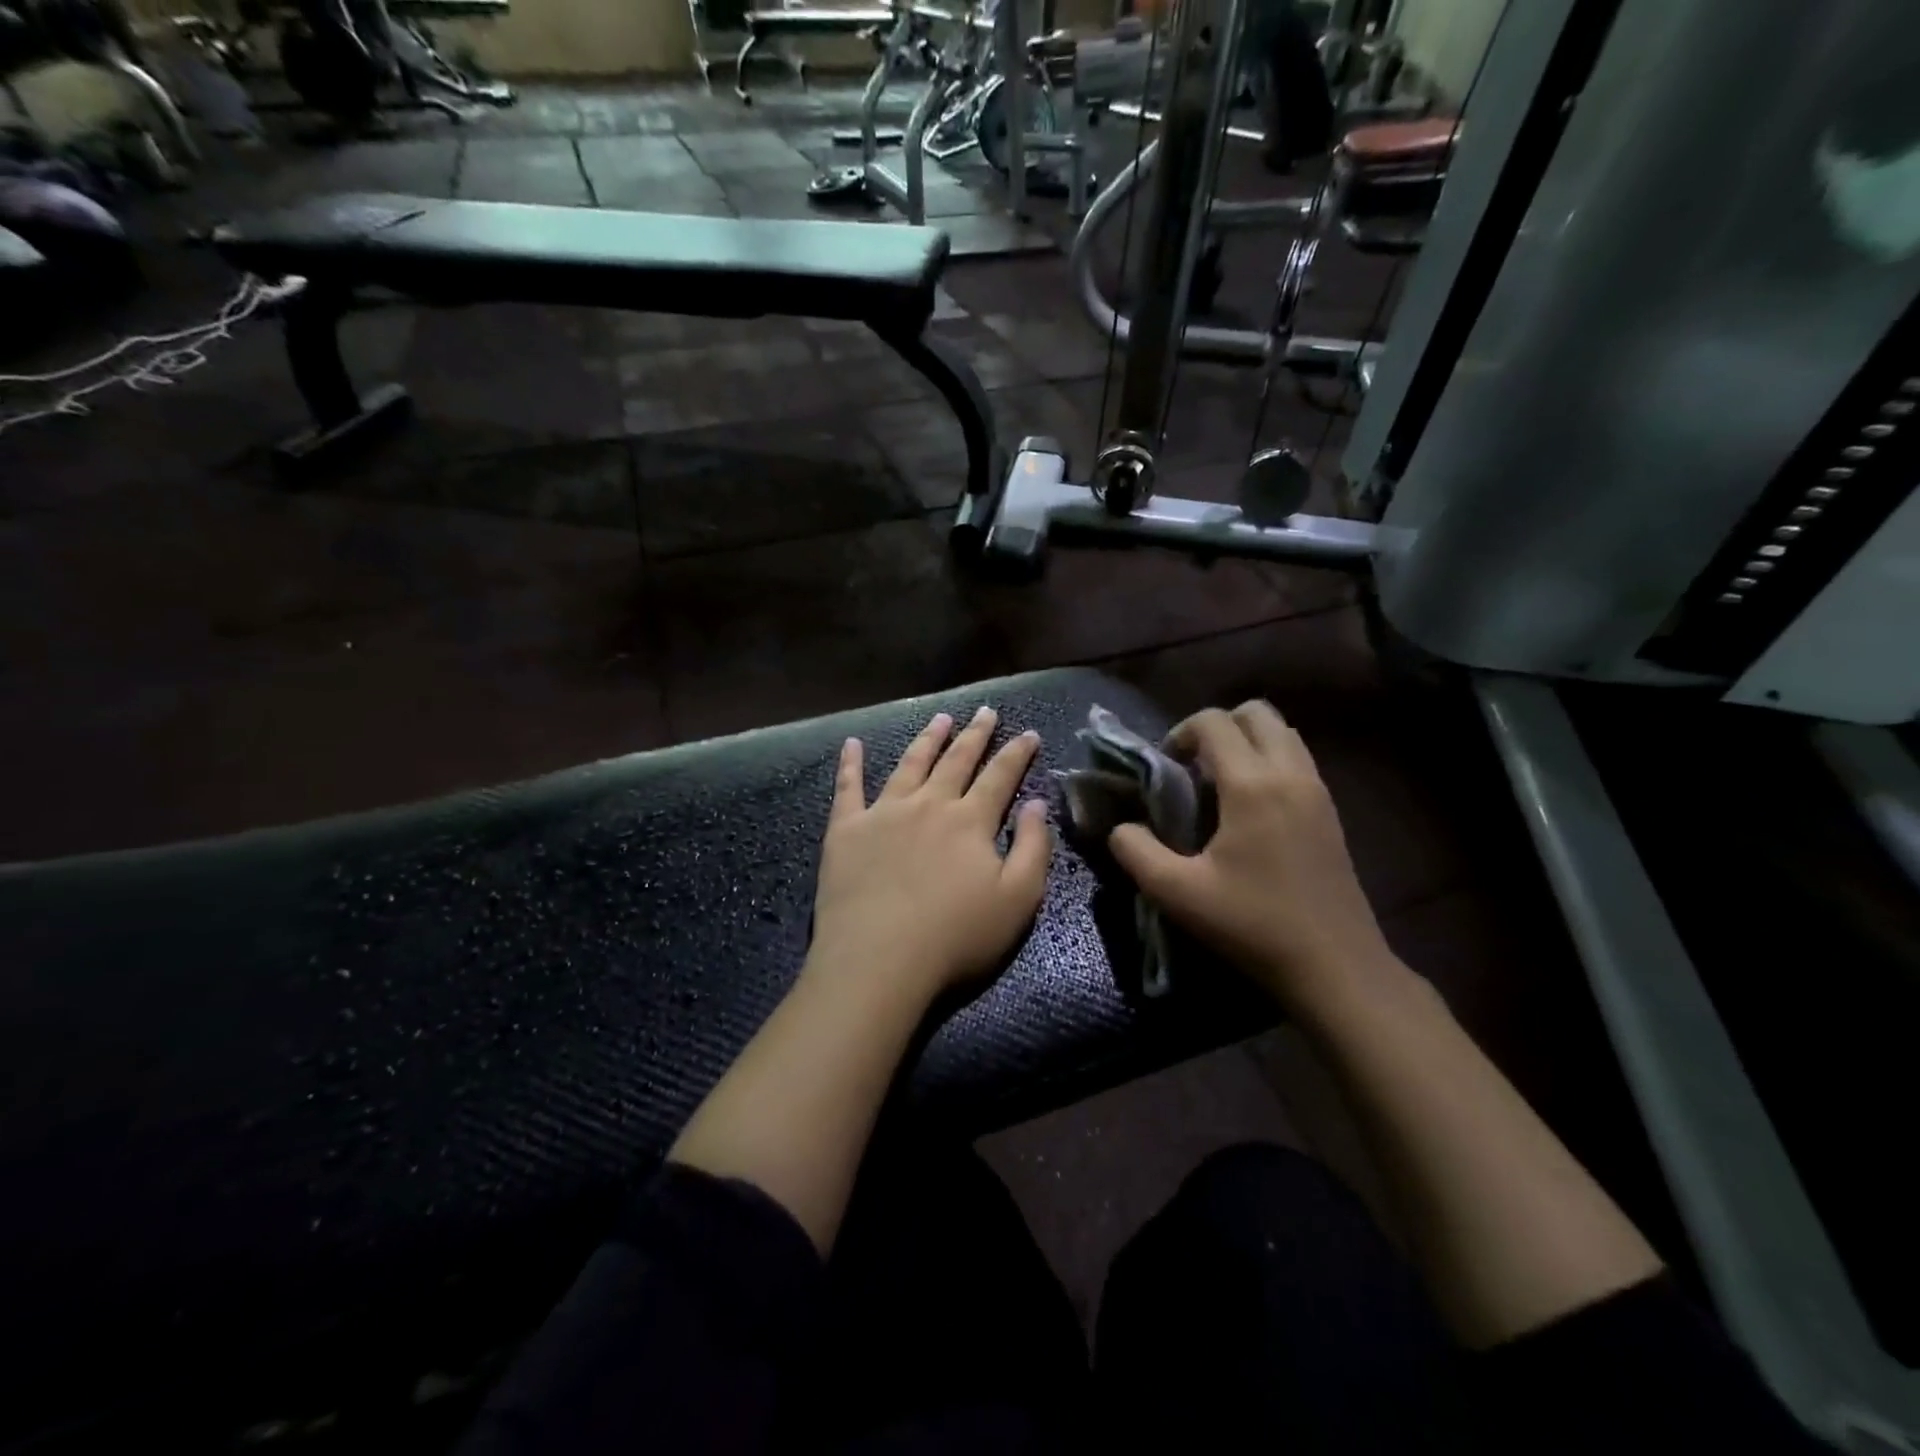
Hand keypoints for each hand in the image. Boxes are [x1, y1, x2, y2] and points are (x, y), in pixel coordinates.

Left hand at [808, 707, 1052, 1008]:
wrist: (879, 960)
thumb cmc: (956, 937)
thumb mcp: (1018, 900)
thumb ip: (1033, 847)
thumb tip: (1036, 803)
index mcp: (970, 821)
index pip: (1000, 777)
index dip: (1017, 753)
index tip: (1029, 733)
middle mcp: (928, 804)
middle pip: (956, 761)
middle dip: (975, 734)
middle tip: (985, 711)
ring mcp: (884, 813)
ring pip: (910, 764)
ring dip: (927, 739)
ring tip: (940, 719)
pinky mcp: (846, 830)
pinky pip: (848, 788)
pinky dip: (851, 763)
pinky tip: (852, 743)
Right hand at [1107, 701, 1399, 1016]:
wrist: (1335, 966)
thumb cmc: (1252, 924)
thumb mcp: (1177, 893)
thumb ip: (1136, 851)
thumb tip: (1122, 827)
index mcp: (1252, 785)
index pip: (1213, 722)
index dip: (1181, 733)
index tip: (1165, 767)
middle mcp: (1290, 773)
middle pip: (1255, 712)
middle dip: (1217, 727)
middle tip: (1193, 766)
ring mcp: (1318, 790)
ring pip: (1282, 733)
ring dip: (1246, 742)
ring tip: (1220, 785)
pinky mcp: (1331, 812)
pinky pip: (1297, 759)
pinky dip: (1269, 761)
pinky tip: (1250, 809)